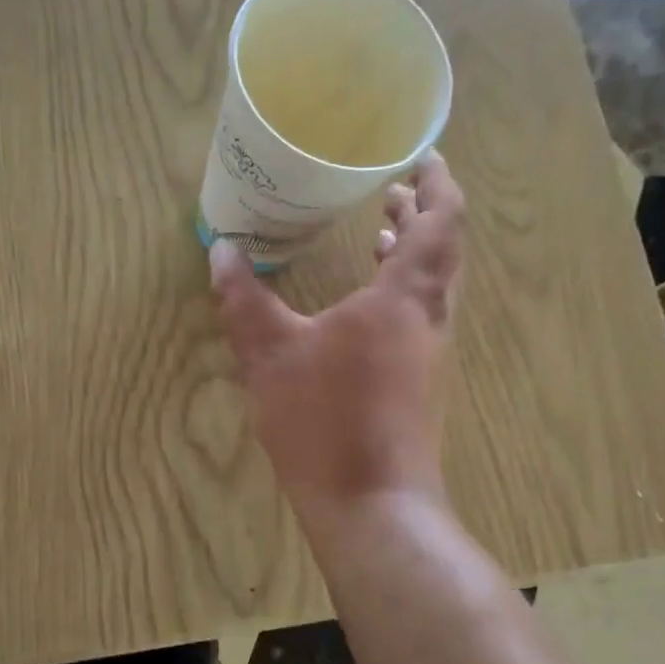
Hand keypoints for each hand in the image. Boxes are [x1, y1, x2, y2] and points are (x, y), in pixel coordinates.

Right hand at [211, 155, 463, 522]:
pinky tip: (365, 309)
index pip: (441, 222)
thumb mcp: (271, 355)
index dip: (437, 184)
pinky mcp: (420, 388)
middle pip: (442, 252)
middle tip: (393, 191)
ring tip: (383, 234)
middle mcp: (429, 320)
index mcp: (404, 299)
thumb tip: (221, 251)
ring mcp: (429, 357)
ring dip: (413, 256)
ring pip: (432, 289)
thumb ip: (245, 300)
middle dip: (422, 215)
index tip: (423, 158)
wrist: (373, 505)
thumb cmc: (324, 421)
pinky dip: (401, 294)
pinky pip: (419, 320)